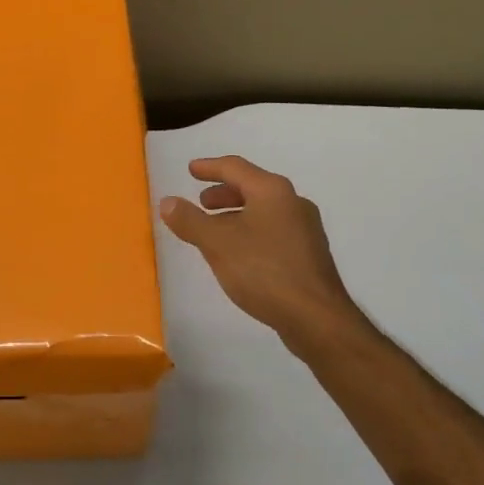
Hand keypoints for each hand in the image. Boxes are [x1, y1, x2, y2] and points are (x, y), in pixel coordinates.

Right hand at [159, 156, 362, 351]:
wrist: (315, 316)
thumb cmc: (263, 270)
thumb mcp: (217, 243)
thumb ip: (190, 220)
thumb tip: (168, 201)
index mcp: (272, 191)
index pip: (236, 168)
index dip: (210, 167)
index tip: (191, 170)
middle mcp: (293, 202)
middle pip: (253, 188)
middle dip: (224, 193)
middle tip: (201, 203)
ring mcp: (305, 229)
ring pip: (264, 211)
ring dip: (236, 215)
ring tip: (215, 231)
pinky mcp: (309, 255)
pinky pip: (273, 231)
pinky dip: (251, 232)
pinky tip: (239, 254)